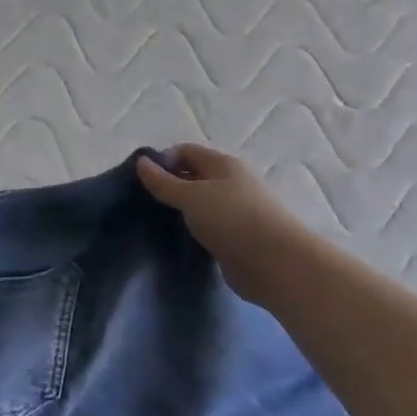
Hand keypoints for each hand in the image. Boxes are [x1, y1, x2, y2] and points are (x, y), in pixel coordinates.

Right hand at [136, 144, 307, 299]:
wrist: (276, 264)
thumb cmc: (232, 219)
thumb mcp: (191, 196)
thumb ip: (164, 182)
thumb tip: (141, 162)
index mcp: (223, 164)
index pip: (186, 151)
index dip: (162, 160)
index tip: (140, 179)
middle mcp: (232, 183)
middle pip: (194, 176)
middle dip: (170, 185)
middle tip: (144, 201)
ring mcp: (236, 211)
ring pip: (201, 204)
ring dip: (181, 210)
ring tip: (156, 221)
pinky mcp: (237, 237)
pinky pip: (208, 226)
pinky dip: (193, 230)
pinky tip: (178, 239)